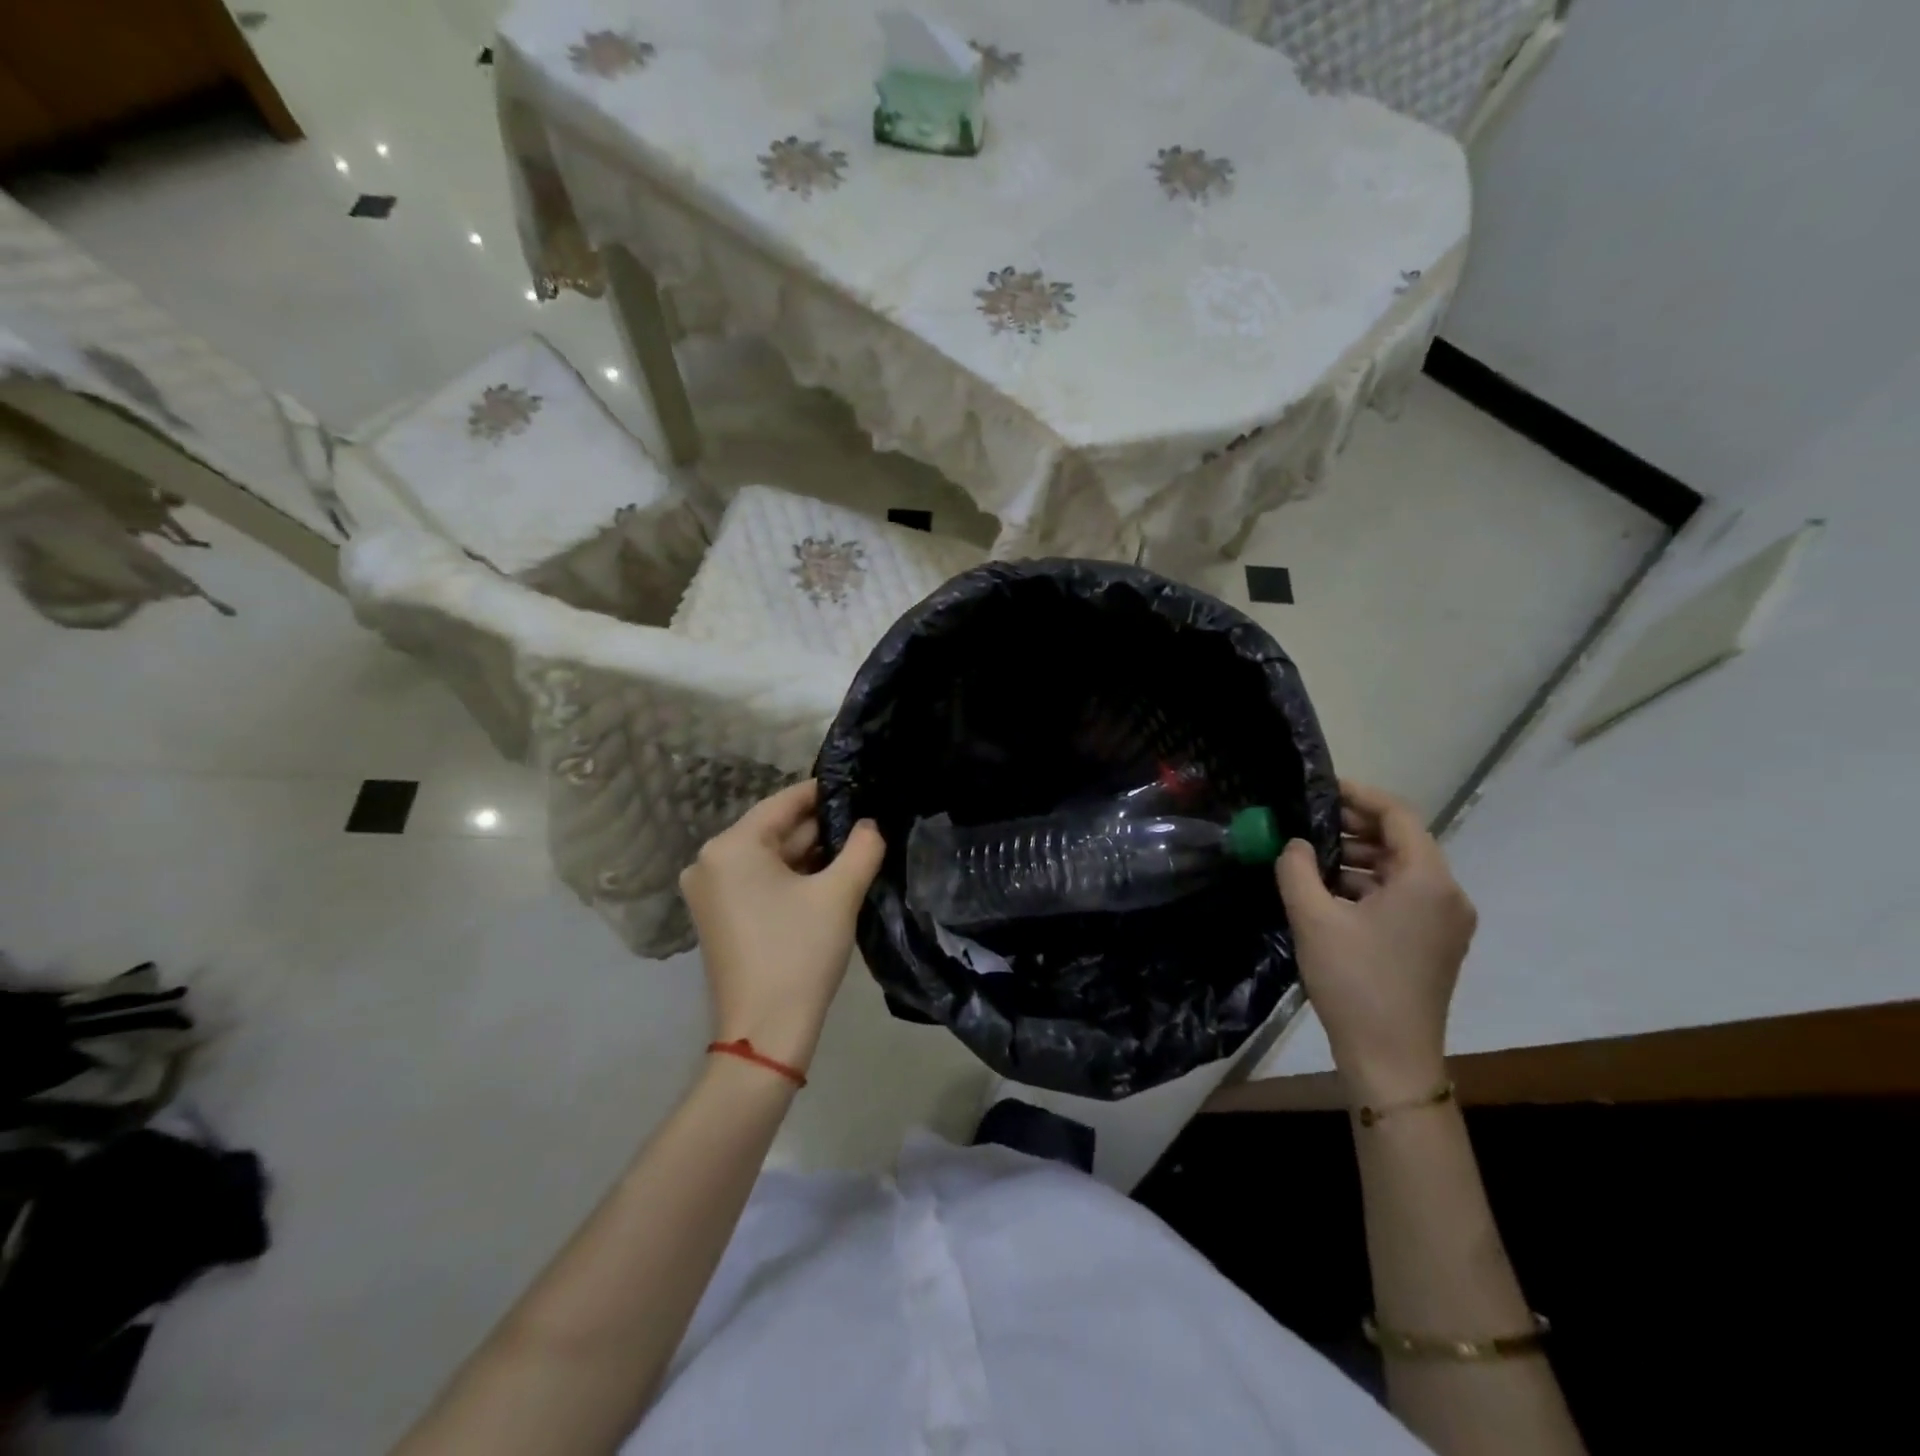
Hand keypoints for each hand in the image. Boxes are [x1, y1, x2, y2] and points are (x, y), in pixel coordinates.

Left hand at [679, 780, 885, 1071]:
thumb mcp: (839, 894)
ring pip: (769, 857)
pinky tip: (829, 877)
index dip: (823, 793)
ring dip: (809, 854)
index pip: (783, 803)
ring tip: (857, 846)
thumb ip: (863, 847)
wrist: (765, 1033)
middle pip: (774, 830)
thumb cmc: (799, 953)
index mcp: (730, 847)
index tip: (859, 786)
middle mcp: (710, 861)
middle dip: (821, 828)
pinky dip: (791, 878)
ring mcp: (710, 891)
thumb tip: (871, 824)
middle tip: (867, 821)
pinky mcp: (719, 916)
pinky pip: (759, 881)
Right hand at [1275, 780, 1476, 1103]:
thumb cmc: (1354, 981)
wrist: (1390, 1058)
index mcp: (1427, 880)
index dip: (1358, 794)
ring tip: (1309, 855)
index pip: (1397, 814)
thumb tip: (1295, 843)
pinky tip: (1328, 890)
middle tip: (1307, 820)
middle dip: (1354, 826)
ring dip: (1358, 856)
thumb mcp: (1313, 918)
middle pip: (1401, 840)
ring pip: (1400, 869)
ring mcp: (1445, 920)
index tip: (1320, 787)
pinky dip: (1368, 884)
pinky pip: (1402, 895)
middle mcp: (1447, 893)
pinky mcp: (1435, 942)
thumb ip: (1296, 868)